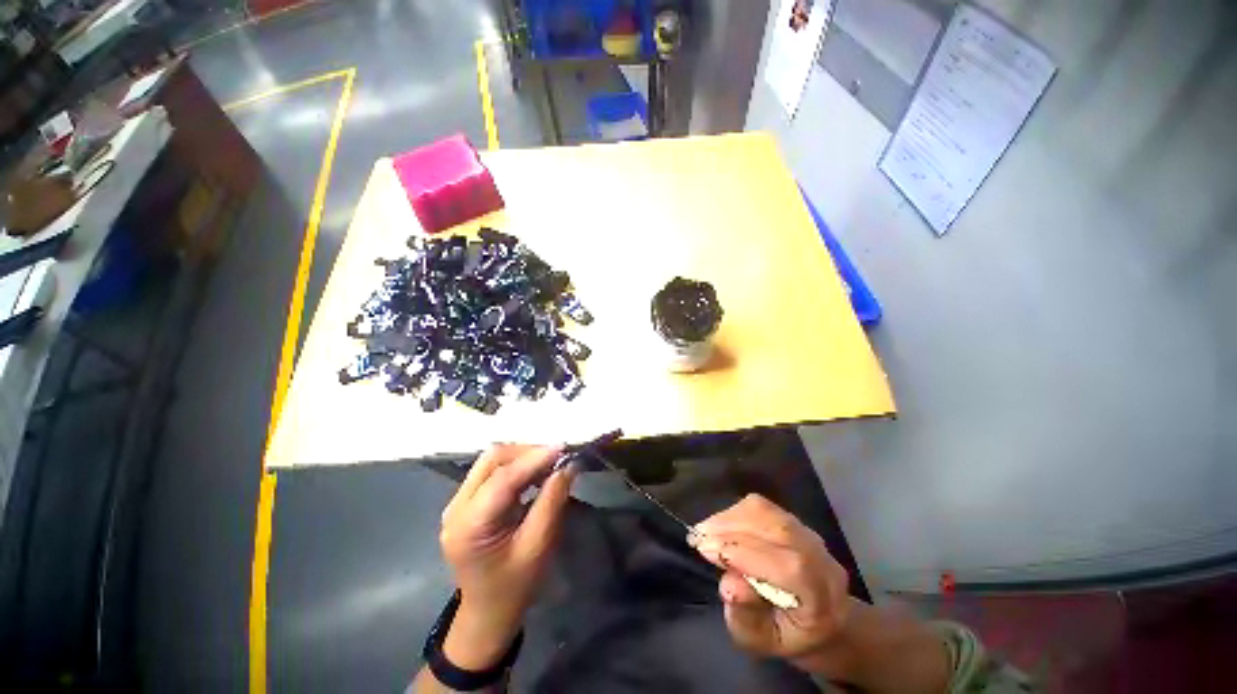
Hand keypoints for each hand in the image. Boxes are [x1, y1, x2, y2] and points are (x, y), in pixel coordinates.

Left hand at [438, 444, 575, 669]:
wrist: (487, 613)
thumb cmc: (514, 586)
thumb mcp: (538, 546)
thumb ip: (552, 501)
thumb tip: (569, 465)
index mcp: (469, 525)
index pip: (502, 478)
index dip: (534, 458)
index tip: (564, 448)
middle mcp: (456, 507)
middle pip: (492, 459)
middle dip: (527, 452)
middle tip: (557, 457)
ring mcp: (457, 503)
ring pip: (491, 461)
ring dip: (522, 456)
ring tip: (550, 463)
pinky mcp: (466, 502)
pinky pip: (492, 471)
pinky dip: (516, 466)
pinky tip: (535, 473)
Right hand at [692, 494, 855, 675]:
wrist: (824, 620)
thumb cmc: (790, 637)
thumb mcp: (764, 644)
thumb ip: (746, 619)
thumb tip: (728, 584)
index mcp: (821, 599)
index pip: (787, 567)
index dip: (742, 553)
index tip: (704, 550)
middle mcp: (821, 559)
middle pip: (778, 529)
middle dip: (731, 528)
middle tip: (698, 536)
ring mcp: (809, 534)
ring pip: (768, 513)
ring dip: (730, 517)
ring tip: (706, 530)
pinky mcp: (794, 519)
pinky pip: (763, 506)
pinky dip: (736, 511)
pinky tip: (721, 524)